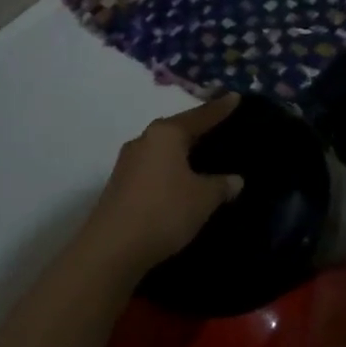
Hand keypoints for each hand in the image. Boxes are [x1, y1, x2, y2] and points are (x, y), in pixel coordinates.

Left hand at [82, 95, 244, 273]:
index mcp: (166, 133)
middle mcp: (144, 139)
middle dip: (197, 129)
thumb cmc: (164, 212)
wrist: (110, 250)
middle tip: (218, 127)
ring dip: (179, 152)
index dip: (220, 108)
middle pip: (177, 129)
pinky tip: (176, 181)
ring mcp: (127, 162)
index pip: (200, 116)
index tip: (235, 96)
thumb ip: (221, 185)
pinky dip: (167, 170)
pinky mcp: (119, 185)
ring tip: (199, 156)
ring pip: (162, 149)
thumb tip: (235, 179)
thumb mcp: (203, 199)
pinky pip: (151, 167)